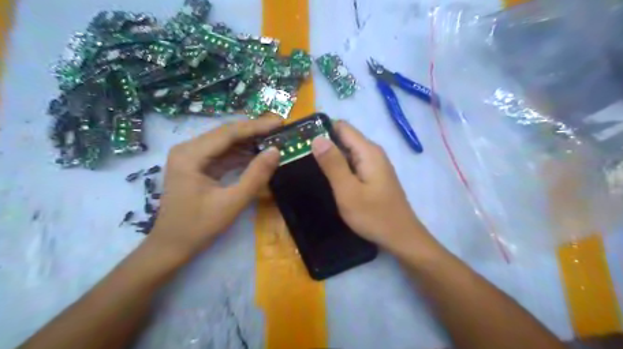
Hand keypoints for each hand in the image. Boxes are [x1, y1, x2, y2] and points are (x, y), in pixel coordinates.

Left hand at [148, 118, 279, 257]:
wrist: (171, 246)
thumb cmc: (198, 227)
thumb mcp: (232, 202)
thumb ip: (256, 176)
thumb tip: (276, 151)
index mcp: (190, 155)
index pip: (228, 133)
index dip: (257, 126)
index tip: (280, 122)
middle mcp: (188, 149)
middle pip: (226, 134)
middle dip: (254, 131)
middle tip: (280, 130)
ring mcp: (191, 157)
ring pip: (225, 143)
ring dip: (249, 142)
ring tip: (273, 140)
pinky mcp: (197, 166)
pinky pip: (222, 155)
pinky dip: (240, 155)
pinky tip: (257, 155)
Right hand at [310, 122, 433, 251]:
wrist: (400, 237)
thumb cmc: (373, 215)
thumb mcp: (348, 191)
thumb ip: (333, 164)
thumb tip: (317, 138)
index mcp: (368, 151)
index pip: (341, 126)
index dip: (321, 129)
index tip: (302, 140)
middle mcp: (373, 152)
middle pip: (344, 138)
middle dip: (324, 144)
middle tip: (301, 156)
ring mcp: (375, 164)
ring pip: (348, 152)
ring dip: (331, 156)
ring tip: (309, 166)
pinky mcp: (374, 176)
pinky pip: (353, 164)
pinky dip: (340, 167)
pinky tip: (328, 178)